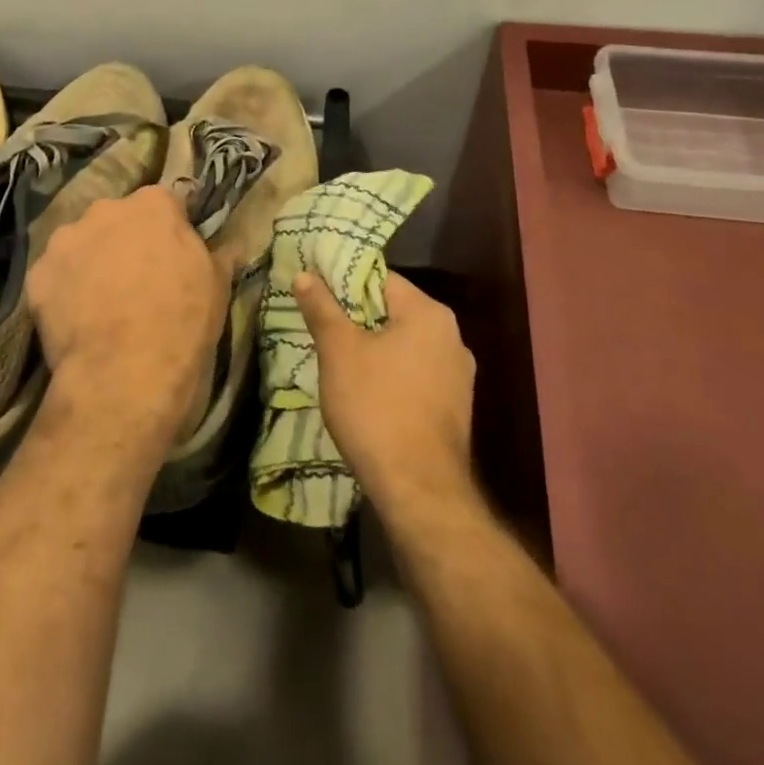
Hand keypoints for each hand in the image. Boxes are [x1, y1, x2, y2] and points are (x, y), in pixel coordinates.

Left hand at [28, 186, 228, 441]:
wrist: (125, 374)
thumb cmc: (182, 322)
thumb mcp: (217, 286)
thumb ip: (218, 254)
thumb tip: (230, 246)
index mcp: (153, 204)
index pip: (164, 204)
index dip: (168, 230)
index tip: (171, 255)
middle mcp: (106, 210)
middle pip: (116, 219)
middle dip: (124, 240)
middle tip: (135, 279)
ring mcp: (66, 239)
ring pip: (80, 243)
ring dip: (90, 261)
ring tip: (100, 302)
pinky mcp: (37, 273)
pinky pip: (53, 275)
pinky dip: (63, 290)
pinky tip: (75, 320)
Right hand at [295, 270, 476, 521]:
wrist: (419, 490)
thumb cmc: (376, 408)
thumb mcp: (339, 352)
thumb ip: (322, 308)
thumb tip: (305, 274)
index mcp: (429, 313)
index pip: (381, 279)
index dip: (345, 282)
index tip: (317, 294)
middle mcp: (452, 336)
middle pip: (394, 311)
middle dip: (357, 317)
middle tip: (321, 327)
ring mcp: (458, 374)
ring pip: (404, 344)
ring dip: (374, 347)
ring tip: (338, 360)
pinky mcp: (454, 407)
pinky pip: (416, 374)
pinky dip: (391, 374)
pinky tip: (366, 393)